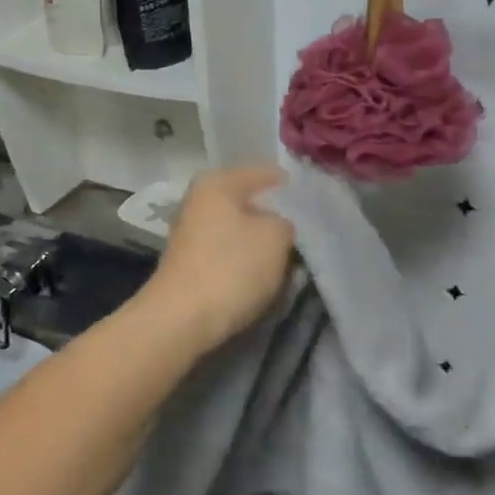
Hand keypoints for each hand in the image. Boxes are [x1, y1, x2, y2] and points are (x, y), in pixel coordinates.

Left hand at [139, 166, 295, 352]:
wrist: (182, 320)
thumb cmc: (232, 267)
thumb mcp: (276, 237)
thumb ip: (286, 222)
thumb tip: (278, 226)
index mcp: (218, 183)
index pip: (264, 173)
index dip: (290, 186)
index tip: (313, 202)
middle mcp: (199, 202)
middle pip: (250, 203)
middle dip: (275, 219)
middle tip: (303, 236)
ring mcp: (191, 234)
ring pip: (240, 231)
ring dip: (262, 246)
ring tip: (288, 261)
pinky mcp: (191, 265)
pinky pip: (229, 255)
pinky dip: (246, 264)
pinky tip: (263, 278)